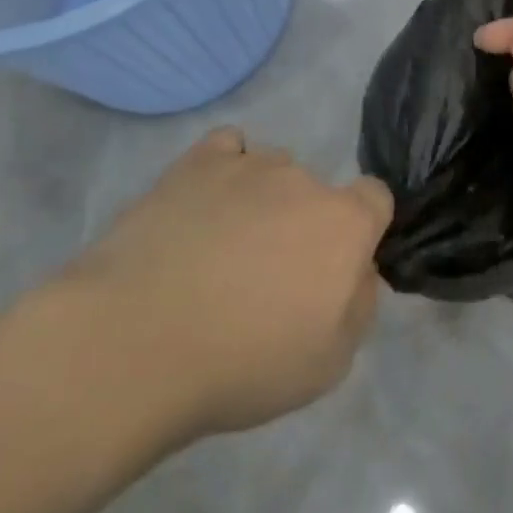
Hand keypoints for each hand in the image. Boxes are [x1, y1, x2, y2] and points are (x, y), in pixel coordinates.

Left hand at [65, 128, 393, 448]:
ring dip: (261, 201)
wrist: (136, 342)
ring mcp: (248, 164)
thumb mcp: (328, 364)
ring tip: (218, 249)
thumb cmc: (242, 363)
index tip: (332, 269)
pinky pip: (228, 148)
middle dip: (302, 225)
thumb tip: (359, 271)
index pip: (375, 198)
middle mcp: (304, 180)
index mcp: (344, 223)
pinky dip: (223, 170)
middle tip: (264, 277)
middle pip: (316, 191)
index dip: (361, 230)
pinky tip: (202, 205)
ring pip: (272, 171)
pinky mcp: (197, 162)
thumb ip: (359, 306)